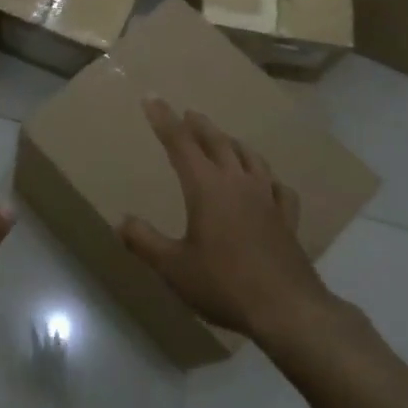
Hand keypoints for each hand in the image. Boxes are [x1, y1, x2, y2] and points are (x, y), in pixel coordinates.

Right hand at [121, 98, 334, 341]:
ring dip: (233, 143)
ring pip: (250, 158)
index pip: (180, 144)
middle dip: (199, 125)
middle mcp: (238, 183)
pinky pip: (279, 188)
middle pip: (217, 143)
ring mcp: (267, 199)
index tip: (151, 98)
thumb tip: (120, 220)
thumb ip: (144, 241)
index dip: (164, 120)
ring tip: (225, 139)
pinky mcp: (287, 219)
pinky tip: (269, 183)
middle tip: (188, 113)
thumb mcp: (173, 267)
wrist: (287, 308)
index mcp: (207, 188)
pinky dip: (268, 179)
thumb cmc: (224, 284)